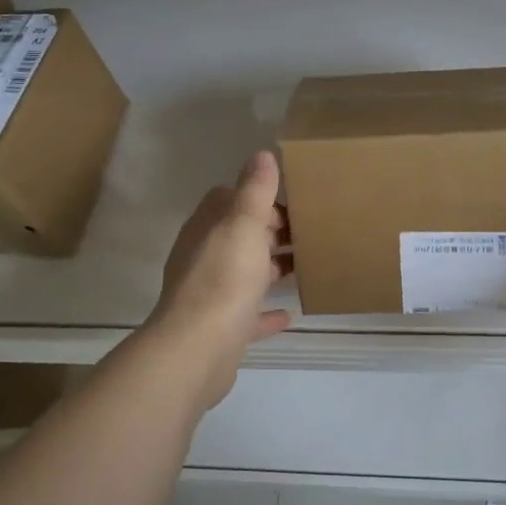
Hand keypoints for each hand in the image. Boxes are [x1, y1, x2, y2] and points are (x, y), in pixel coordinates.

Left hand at [147, 152, 292, 402]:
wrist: (198, 349)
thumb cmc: (224, 279)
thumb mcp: (244, 224)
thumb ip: (254, 189)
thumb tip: (261, 154)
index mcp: (206, 229)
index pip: (227, 200)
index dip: (257, 198)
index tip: (290, 203)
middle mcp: (203, 257)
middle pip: (238, 236)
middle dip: (269, 232)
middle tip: (307, 232)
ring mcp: (209, 295)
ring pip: (243, 274)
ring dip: (269, 269)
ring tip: (305, 266)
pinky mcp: (220, 329)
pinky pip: (247, 315)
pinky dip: (265, 312)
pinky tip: (289, 314)